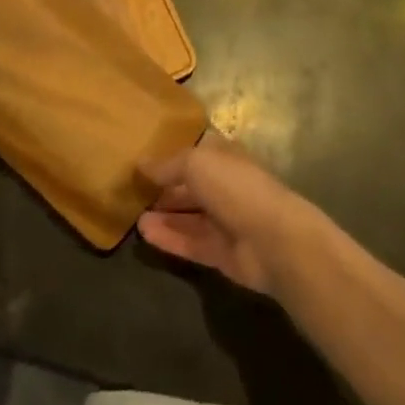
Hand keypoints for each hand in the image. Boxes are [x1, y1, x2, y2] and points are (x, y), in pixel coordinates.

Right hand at [138, 134, 321, 295]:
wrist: (274, 240)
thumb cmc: (236, 187)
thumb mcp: (197, 163)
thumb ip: (169, 164)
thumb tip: (142, 164)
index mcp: (225, 157)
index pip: (196, 151)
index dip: (172, 152)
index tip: (143, 155)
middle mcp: (226, 186)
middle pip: (191, 185)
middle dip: (165, 187)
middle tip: (131, 190)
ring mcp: (225, 221)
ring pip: (189, 216)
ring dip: (163, 215)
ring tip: (132, 214)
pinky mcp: (221, 253)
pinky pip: (190, 243)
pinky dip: (169, 238)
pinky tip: (143, 233)